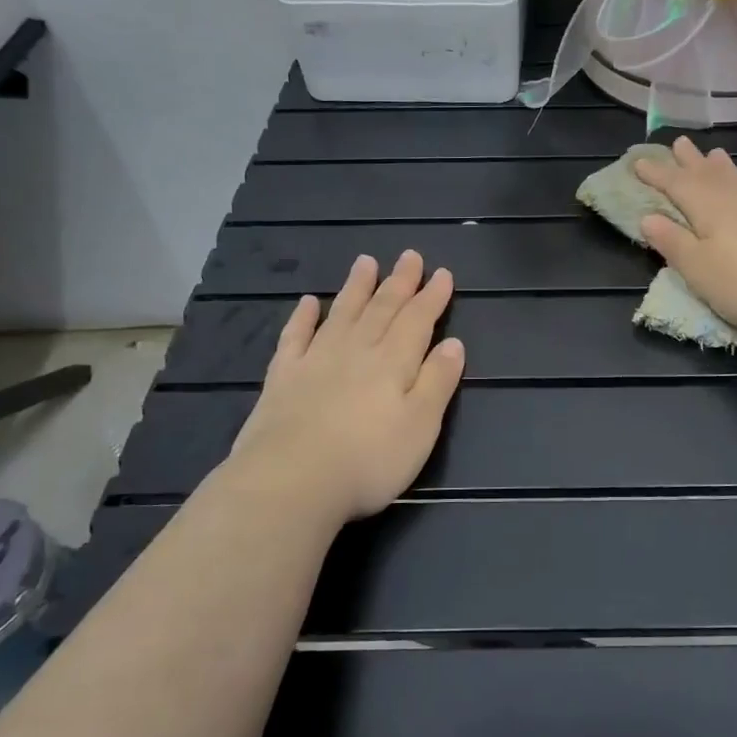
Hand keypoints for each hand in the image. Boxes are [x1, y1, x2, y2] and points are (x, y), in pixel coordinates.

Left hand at [216, 251, 464, 527]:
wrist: (291, 481)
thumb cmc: (368, 460)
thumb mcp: (420, 427)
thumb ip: (437, 382)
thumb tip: (453, 343)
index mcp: (393, 363)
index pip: (417, 320)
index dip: (431, 297)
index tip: (442, 273)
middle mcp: (356, 351)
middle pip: (382, 309)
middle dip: (399, 282)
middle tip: (409, 255)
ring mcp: (316, 361)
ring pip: (342, 314)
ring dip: (356, 288)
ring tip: (365, 262)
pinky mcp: (283, 378)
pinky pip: (295, 337)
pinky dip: (303, 317)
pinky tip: (308, 302)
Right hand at [635, 137, 736, 340]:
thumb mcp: (699, 270)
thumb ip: (673, 242)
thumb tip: (647, 217)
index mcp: (709, 210)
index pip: (677, 185)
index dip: (657, 174)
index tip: (638, 161)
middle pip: (709, 175)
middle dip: (690, 161)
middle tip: (679, 142)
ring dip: (724, 166)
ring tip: (715, 154)